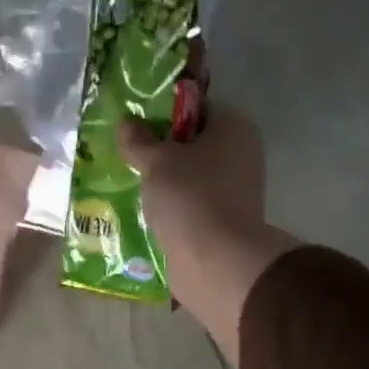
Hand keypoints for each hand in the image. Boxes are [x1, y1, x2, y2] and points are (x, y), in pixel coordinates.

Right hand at [119, 111, 300, 360]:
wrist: (215, 259)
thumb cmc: (189, 196)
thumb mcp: (155, 161)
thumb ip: (138, 139)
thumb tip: (128, 122)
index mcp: (234, 127)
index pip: (197, 108)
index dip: (165, 113)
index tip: (136, 126)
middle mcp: (241, 153)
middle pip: (194, 143)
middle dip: (161, 150)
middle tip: (127, 155)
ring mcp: (235, 189)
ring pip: (190, 176)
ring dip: (163, 181)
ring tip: (129, 184)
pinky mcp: (224, 219)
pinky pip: (191, 203)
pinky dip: (171, 205)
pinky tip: (144, 211)